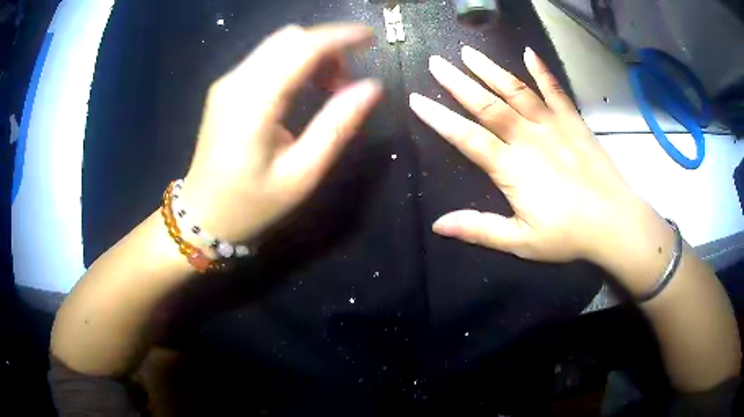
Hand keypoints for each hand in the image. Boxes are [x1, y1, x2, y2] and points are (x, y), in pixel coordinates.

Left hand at [182, 24, 382, 242]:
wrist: (204, 214)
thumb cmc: (252, 203)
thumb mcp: (302, 174)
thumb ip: (337, 126)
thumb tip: (372, 87)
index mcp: (253, 103)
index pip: (302, 47)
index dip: (340, 36)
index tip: (371, 38)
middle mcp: (236, 81)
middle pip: (290, 38)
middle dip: (327, 46)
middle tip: (346, 82)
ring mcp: (227, 82)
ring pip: (279, 44)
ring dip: (312, 53)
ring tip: (329, 88)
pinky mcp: (226, 87)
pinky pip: (267, 57)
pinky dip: (294, 61)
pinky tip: (304, 88)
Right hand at [410, 46, 653, 264]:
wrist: (613, 221)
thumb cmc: (567, 234)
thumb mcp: (521, 241)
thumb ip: (480, 229)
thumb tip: (439, 225)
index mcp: (512, 168)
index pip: (467, 138)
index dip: (439, 118)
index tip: (417, 100)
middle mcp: (528, 138)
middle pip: (487, 105)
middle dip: (457, 82)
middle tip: (436, 62)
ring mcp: (552, 125)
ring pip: (516, 90)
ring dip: (490, 69)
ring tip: (468, 52)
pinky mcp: (573, 121)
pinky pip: (555, 90)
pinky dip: (542, 70)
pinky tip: (529, 53)